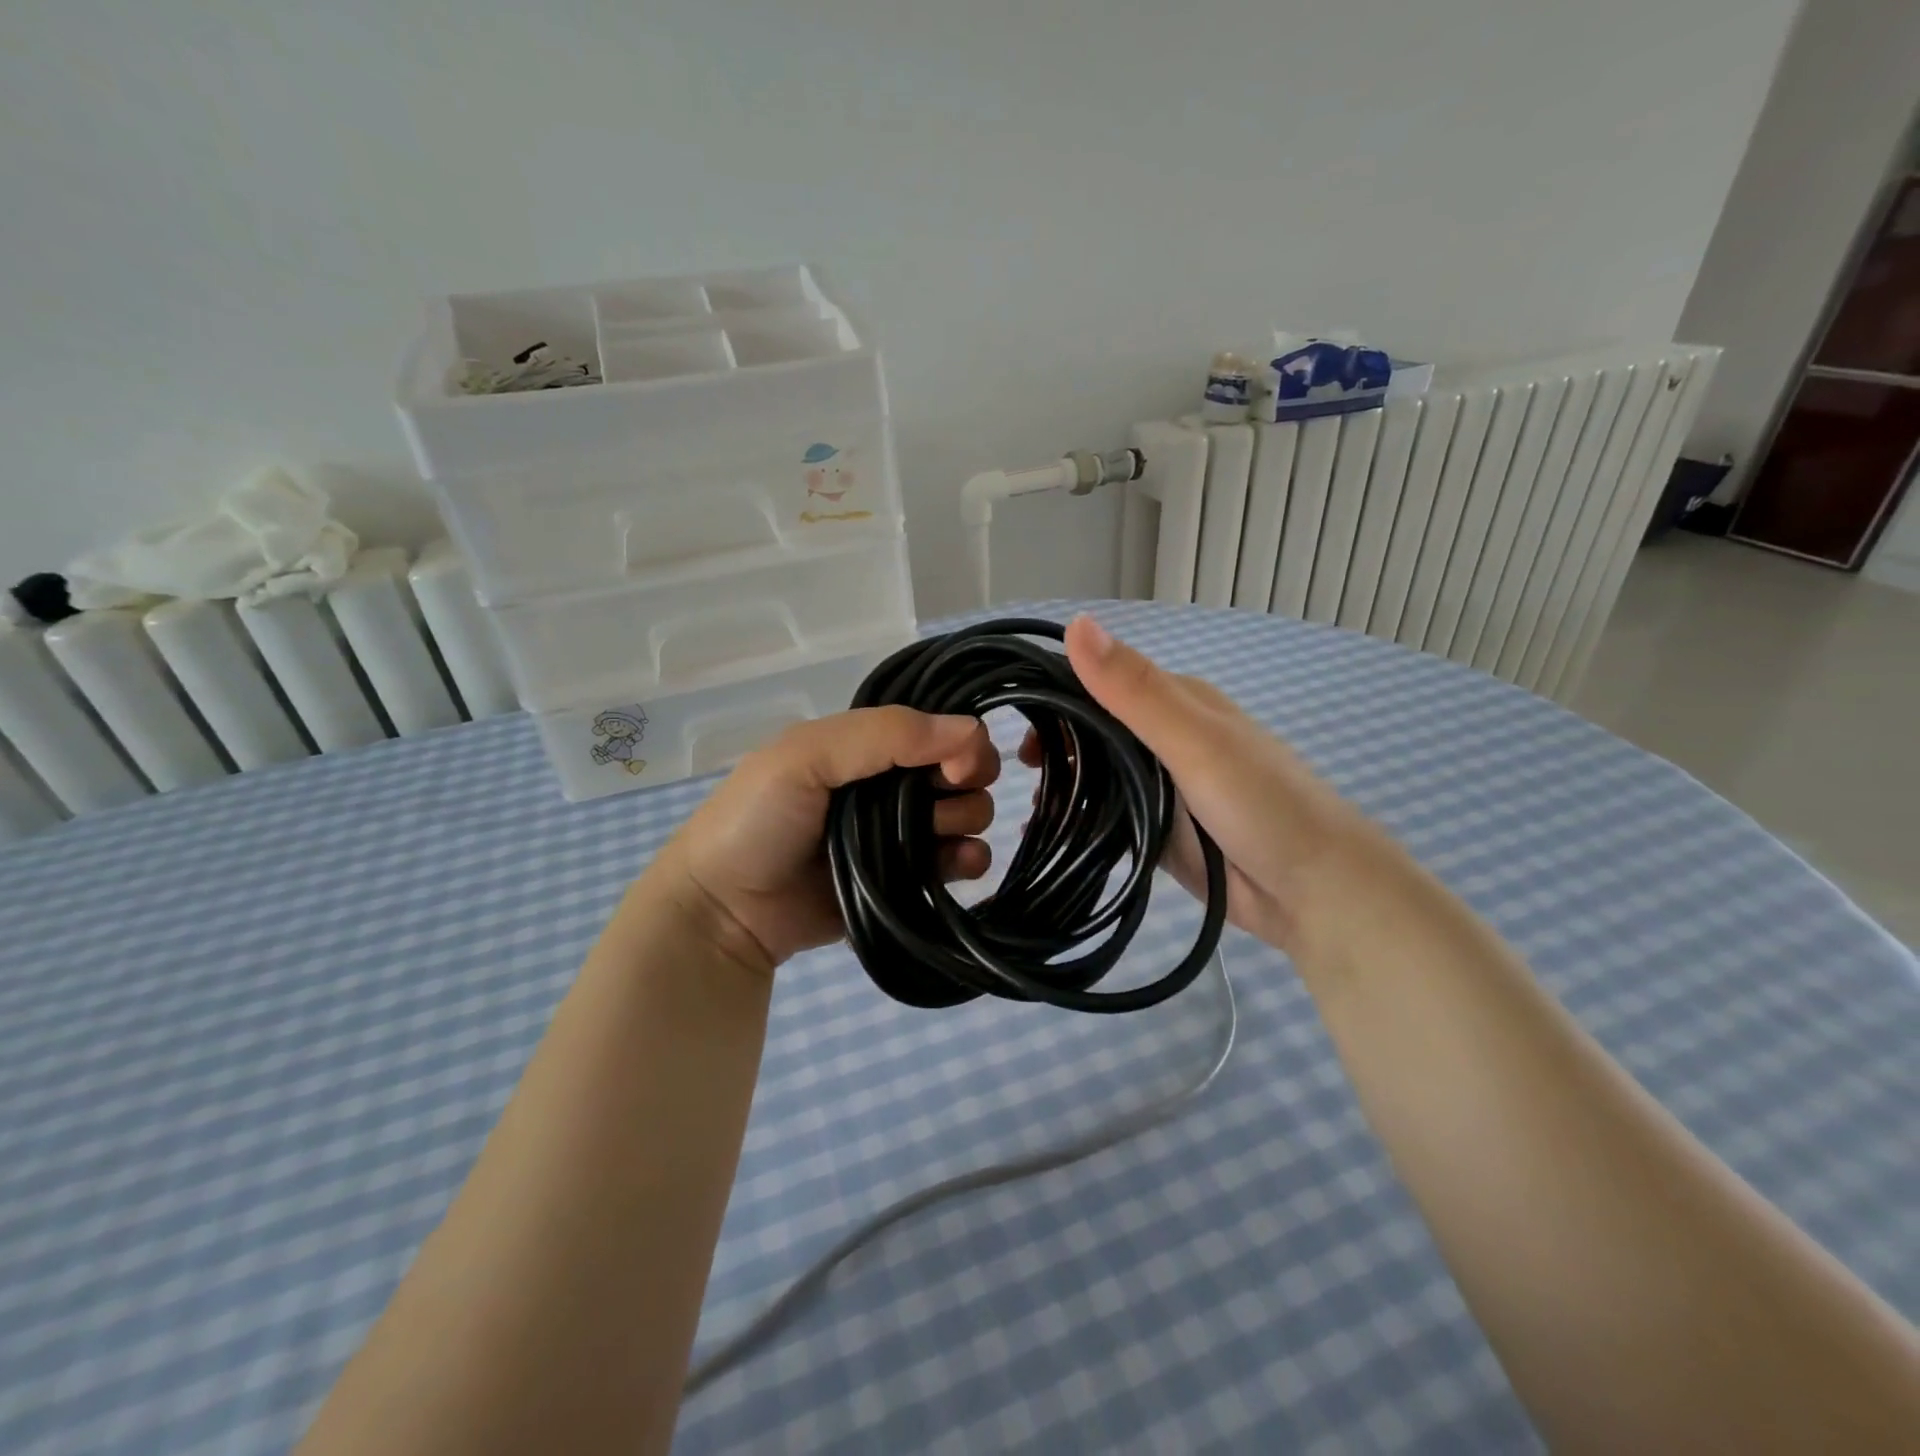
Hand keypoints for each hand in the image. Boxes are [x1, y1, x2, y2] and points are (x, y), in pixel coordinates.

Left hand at [650, 707, 1000, 973]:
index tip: (955, 768)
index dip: (960, 743)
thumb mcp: (807, 755)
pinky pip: (957, 863)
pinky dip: (969, 861)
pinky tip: (960, 865)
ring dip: (965, 821)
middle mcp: (890, 785)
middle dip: (965, 784)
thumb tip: (974, 729)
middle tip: (939, 801)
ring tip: (933, 838)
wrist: (725, 911)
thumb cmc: (758, 820)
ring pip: (966, 815)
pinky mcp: (906, 881)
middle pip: (961, 773)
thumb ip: (886, 734)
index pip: (937, 731)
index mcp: (867, 748)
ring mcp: (900, 835)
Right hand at [1024, 616, 1390, 955]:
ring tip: (1030, 806)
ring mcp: (1162, 785)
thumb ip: (1135, 690)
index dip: (1054, 694)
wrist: (1316, 893)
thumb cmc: (1263, 805)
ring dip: (1064, 783)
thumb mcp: (1195, 742)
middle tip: (1014, 773)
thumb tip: (1075, 624)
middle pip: (1094, 729)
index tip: (1009, 720)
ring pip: (1099, 773)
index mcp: (1175, 701)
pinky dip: (1081, 819)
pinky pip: (1109, 814)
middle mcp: (1165, 737)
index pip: (1099, 681)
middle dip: (1054, 745)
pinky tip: (1050, 832)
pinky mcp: (1160, 828)